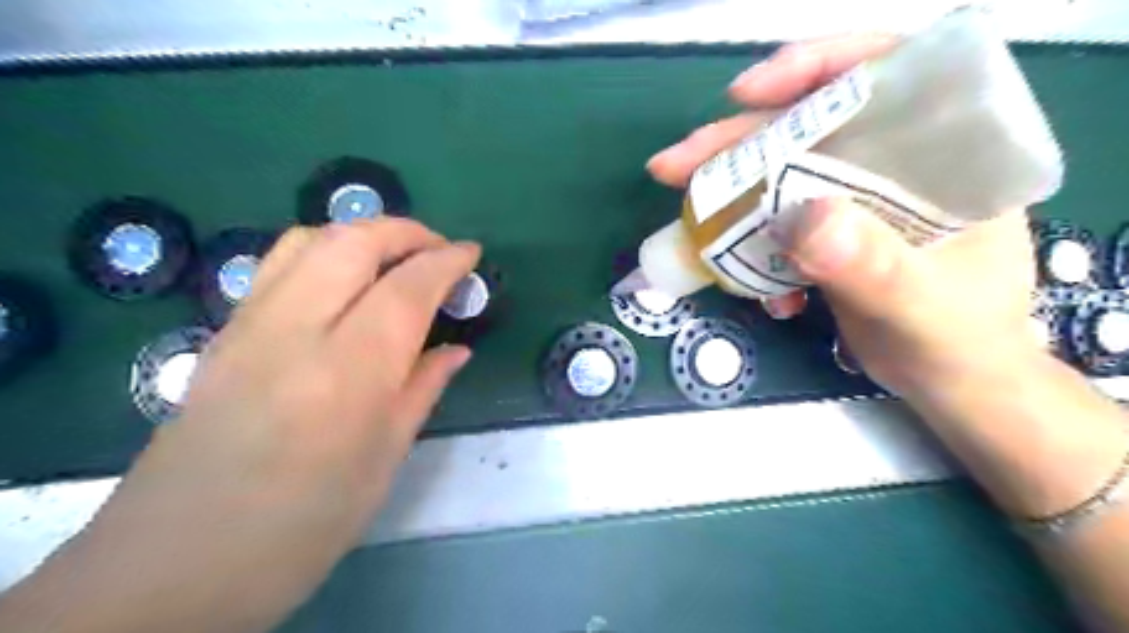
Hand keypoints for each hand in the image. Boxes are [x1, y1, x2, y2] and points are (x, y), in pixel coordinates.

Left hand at [30, 218, 481, 631]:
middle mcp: (294, 332)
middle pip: (352, 242)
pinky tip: (344, 280)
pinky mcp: (223, 333)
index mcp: (348, 373)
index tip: (472, 253)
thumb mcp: (384, 460)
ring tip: (396, 257)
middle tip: (439, 249)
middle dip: (406, 231)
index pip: (406, 288)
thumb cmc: (303, 525)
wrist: (175, 565)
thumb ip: (423, 389)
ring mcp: (249, 326)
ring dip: (363, 233)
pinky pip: (279, 264)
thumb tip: (457, 349)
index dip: (446, 262)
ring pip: (309, 239)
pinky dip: (324, 250)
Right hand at [643, 35, 1038, 403]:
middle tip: (675, 165)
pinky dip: (748, 246)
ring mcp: (854, 200)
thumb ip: (871, 263)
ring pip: (778, 175)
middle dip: (737, 142)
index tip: (746, 96)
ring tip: (687, 216)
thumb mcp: (922, 305)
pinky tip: (746, 282)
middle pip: (805, 127)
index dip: (811, 68)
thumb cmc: (961, 341)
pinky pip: (773, 223)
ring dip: (728, 194)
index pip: (882, 73)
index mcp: (943, 152)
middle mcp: (894, 163)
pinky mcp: (827, 234)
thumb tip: (799, 216)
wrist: (951, 384)